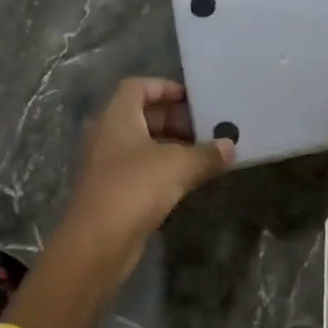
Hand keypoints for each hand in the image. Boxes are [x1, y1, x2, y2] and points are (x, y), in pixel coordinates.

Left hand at [53, 79, 233, 272]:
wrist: (97, 242)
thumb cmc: (136, 187)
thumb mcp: (180, 165)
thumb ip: (207, 153)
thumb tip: (230, 146)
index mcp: (117, 116)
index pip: (138, 86)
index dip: (165, 87)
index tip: (193, 100)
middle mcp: (106, 134)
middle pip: (141, 114)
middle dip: (174, 119)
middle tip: (205, 131)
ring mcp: (105, 164)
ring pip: (141, 144)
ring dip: (170, 146)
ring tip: (202, 156)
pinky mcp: (109, 190)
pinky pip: (138, 168)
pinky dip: (161, 168)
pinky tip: (185, 181)